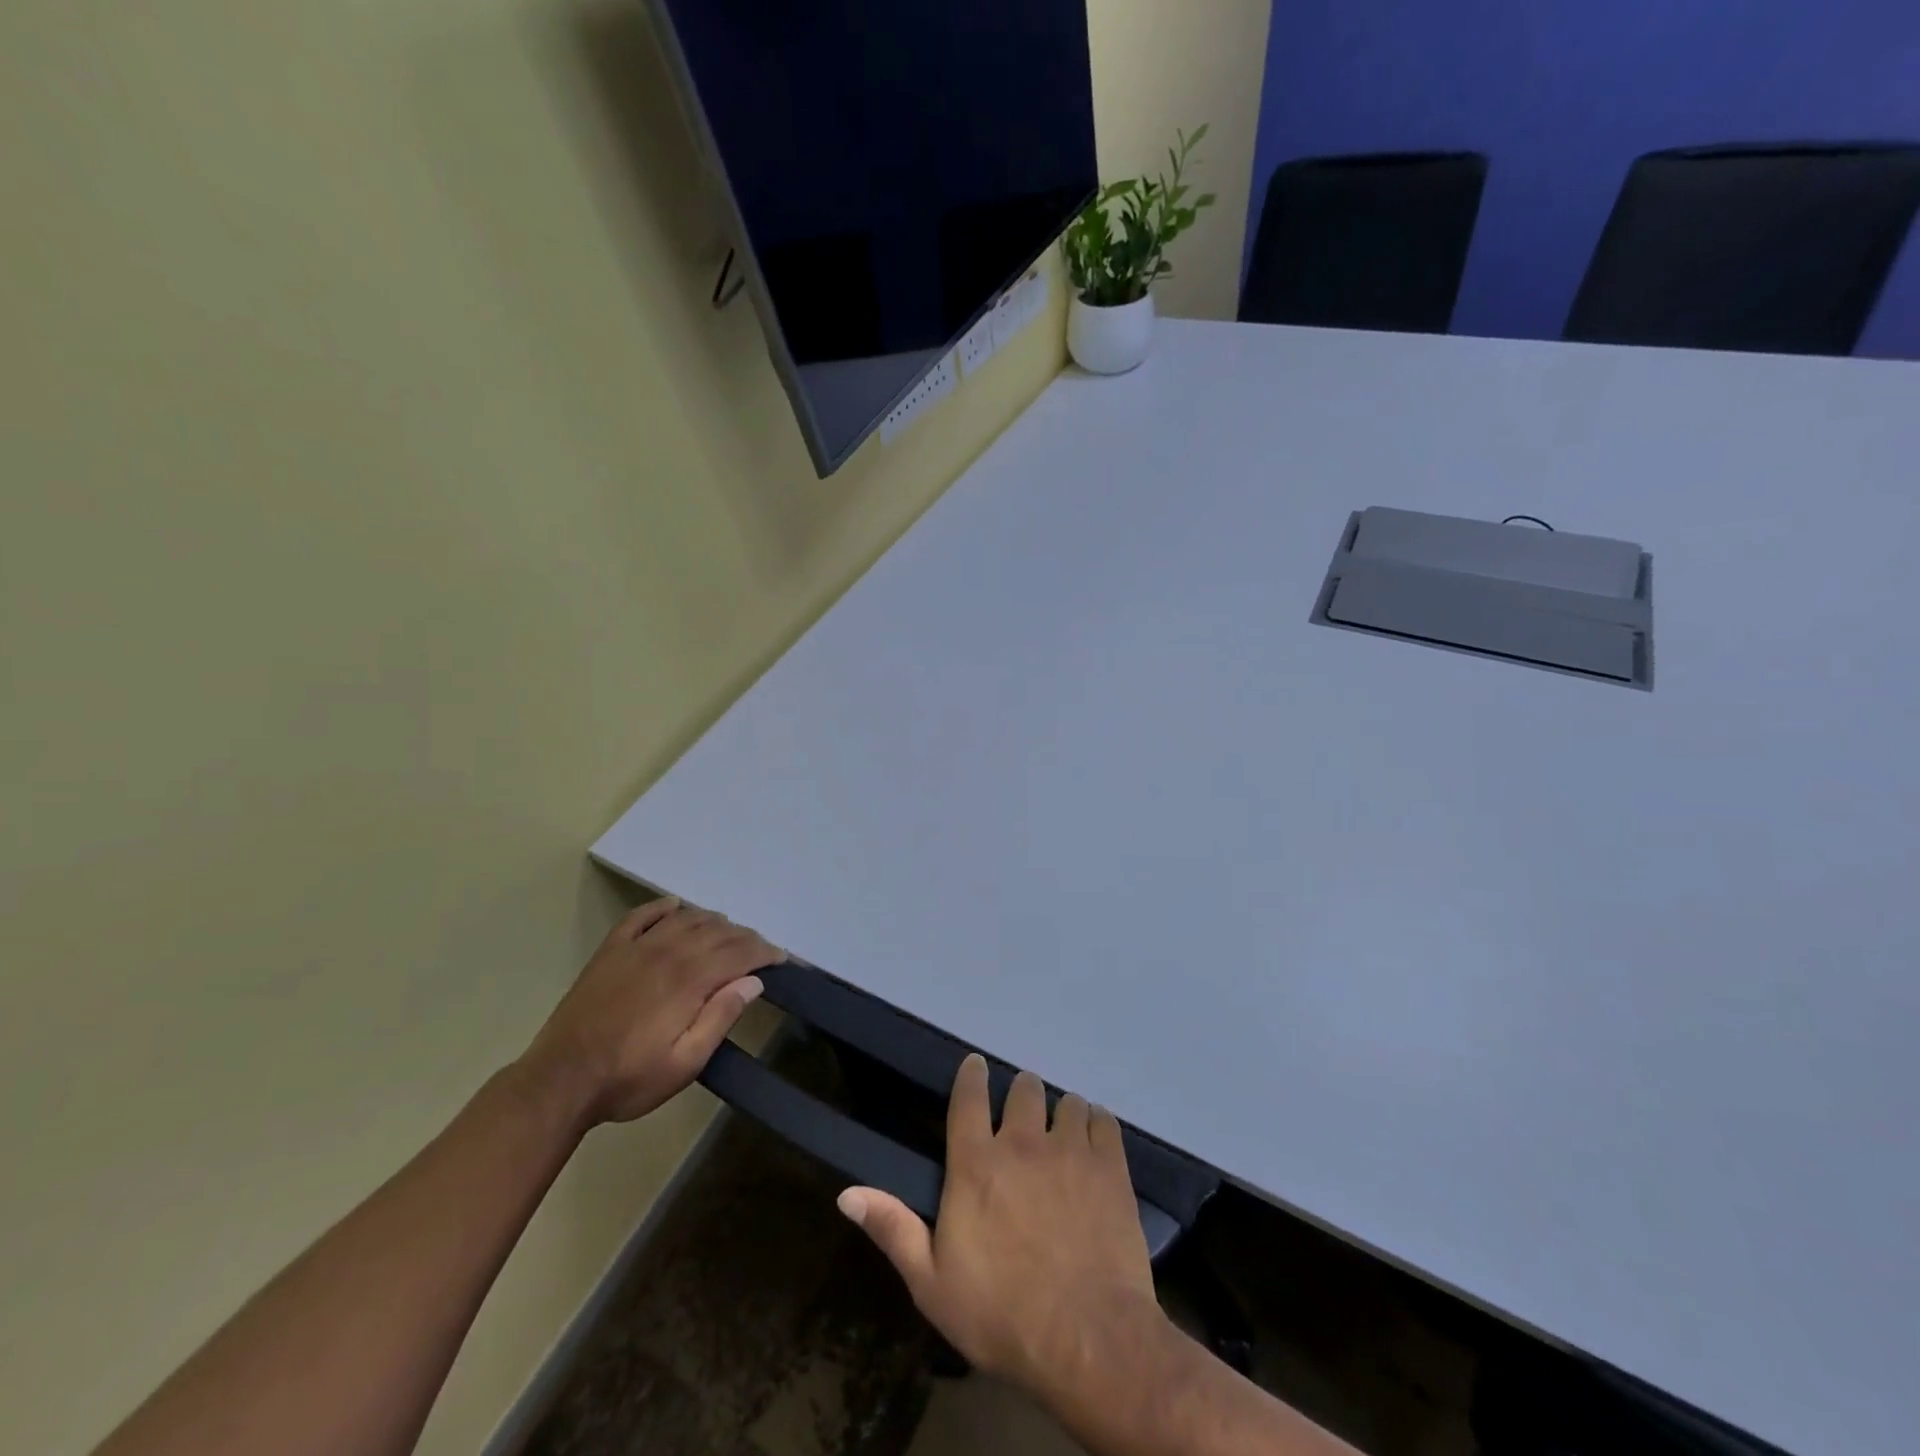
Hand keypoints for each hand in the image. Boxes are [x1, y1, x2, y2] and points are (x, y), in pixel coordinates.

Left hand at [519, 898, 779, 1127]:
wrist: (559, 1081)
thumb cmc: (628, 1078)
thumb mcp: (685, 1063)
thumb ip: (720, 1018)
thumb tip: (753, 982)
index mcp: (688, 980)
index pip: (738, 953)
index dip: (764, 952)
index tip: (780, 958)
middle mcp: (667, 952)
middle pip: (717, 932)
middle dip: (744, 937)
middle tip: (759, 949)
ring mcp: (636, 948)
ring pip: (685, 918)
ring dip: (712, 921)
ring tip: (727, 933)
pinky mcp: (610, 951)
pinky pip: (641, 916)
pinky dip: (663, 907)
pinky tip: (675, 907)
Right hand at [836, 1055, 1165, 1399]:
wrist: (1088, 1341)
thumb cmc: (1002, 1315)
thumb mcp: (932, 1283)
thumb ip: (893, 1229)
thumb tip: (846, 1194)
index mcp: (975, 1164)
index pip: (969, 1096)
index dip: (972, 1075)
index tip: (976, 1066)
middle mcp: (1022, 1143)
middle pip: (1024, 1089)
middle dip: (1021, 1096)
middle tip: (1023, 1119)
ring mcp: (1070, 1150)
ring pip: (1066, 1102)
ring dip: (1061, 1114)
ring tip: (1062, 1137)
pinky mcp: (1110, 1167)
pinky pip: (1104, 1121)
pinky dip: (1097, 1125)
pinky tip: (1094, 1145)